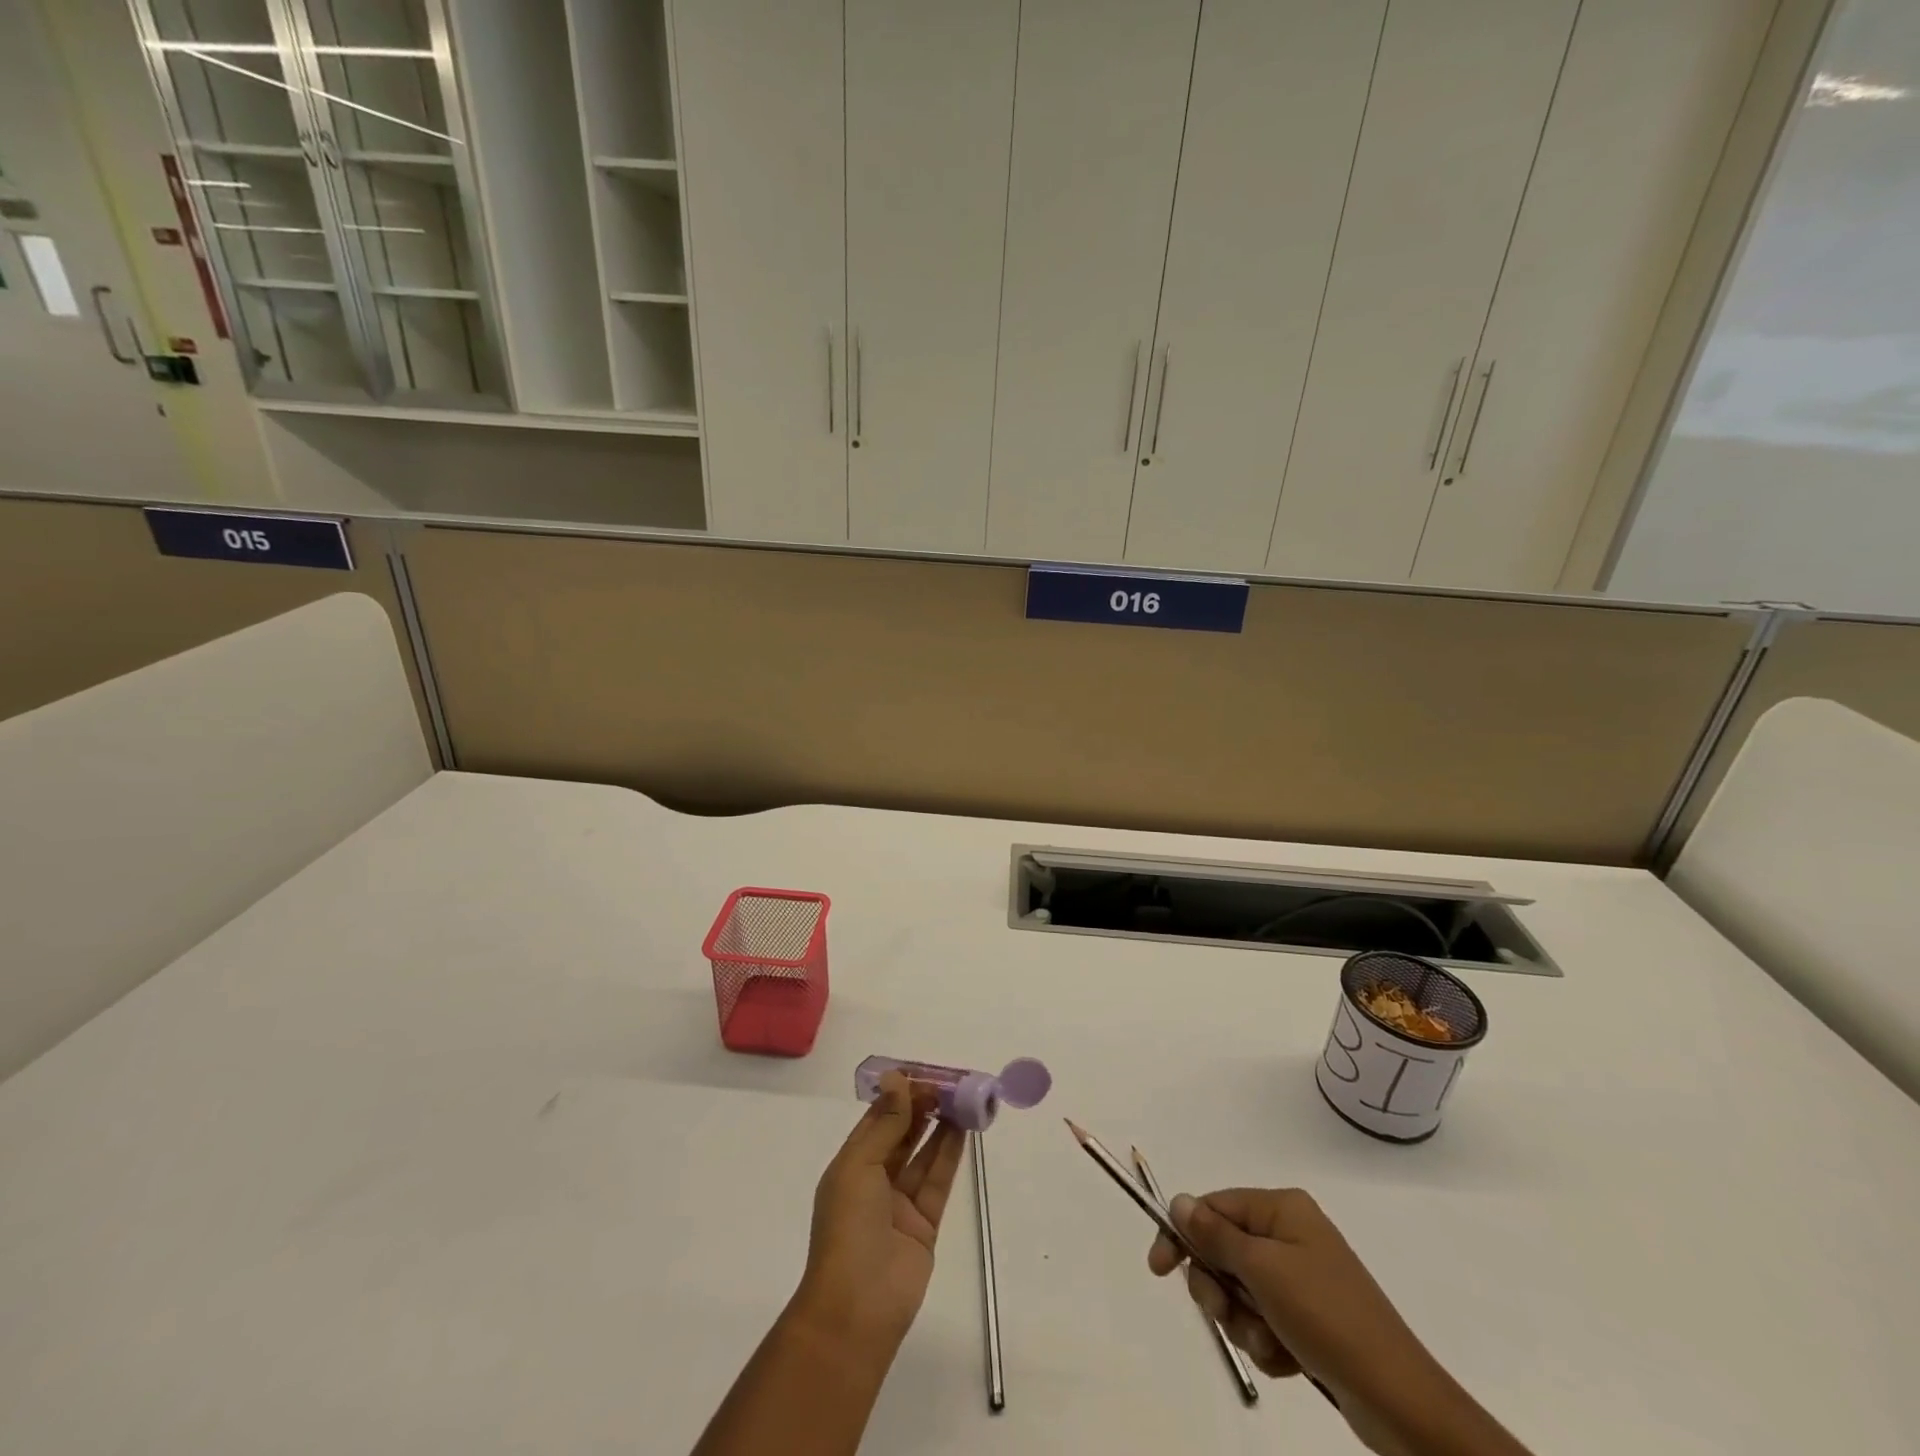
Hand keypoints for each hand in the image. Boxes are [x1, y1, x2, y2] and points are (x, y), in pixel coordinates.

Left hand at [790, 1071, 967, 1358]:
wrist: (857, 1309)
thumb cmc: (848, 1228)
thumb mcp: (860, 1166)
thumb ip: (885, 1123)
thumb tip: (897, 1078)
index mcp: (851, 1165)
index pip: (877, 1120)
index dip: (899, 1095)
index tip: (924, 1074)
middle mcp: (874, 1180)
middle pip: (902, 1134)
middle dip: (922, 1108)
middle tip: (949, 1084)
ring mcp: (900, 1204)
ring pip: (923, 1155)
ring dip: (940, 1127)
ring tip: (962, 1099)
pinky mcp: (924, 1225)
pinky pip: (938, 1181)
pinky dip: (950, 1155)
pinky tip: (963, 1130)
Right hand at [1149, 1188, 1530, 1455]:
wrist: (1399, 1399)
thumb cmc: (1325, 1317)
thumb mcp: (1262, 1271)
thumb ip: (1215, 1235)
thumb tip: (1179, 1202)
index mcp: (1281, 1209)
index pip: (1213, 1207)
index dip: (1183, 1235)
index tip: (1159, 1269)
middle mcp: (1290, 1233)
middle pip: (1224, 1250)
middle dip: (1220, 1289)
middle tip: (1229, 1313)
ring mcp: (1302, 1276)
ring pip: (1241, 1292)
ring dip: (1245, 1322)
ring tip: (1272, 1344)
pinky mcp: (1310, 1317)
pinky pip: (1265, 1320)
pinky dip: (1267, 1342)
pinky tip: (1288, 1359)